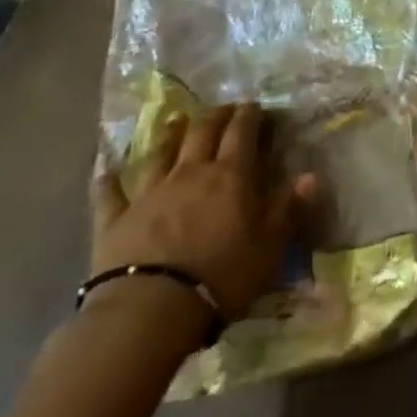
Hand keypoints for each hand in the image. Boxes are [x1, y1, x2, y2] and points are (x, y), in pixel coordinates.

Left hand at [91, 104, 307, 322]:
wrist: (149, 310)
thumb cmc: (221, 276)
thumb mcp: (269, 246)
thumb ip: (289, 208)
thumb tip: (311, 175)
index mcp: (230, 175)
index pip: (242, 133)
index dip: (250, 116)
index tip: (255, 106)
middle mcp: (190, 173)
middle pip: (203, 132)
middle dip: (216, 116)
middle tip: (225, 108)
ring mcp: (149, 193)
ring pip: (160, 153)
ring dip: (170, 134)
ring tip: (175, 120)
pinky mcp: (114, 219)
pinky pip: (110, 193)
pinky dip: (108, 179)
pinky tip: (105, 169)